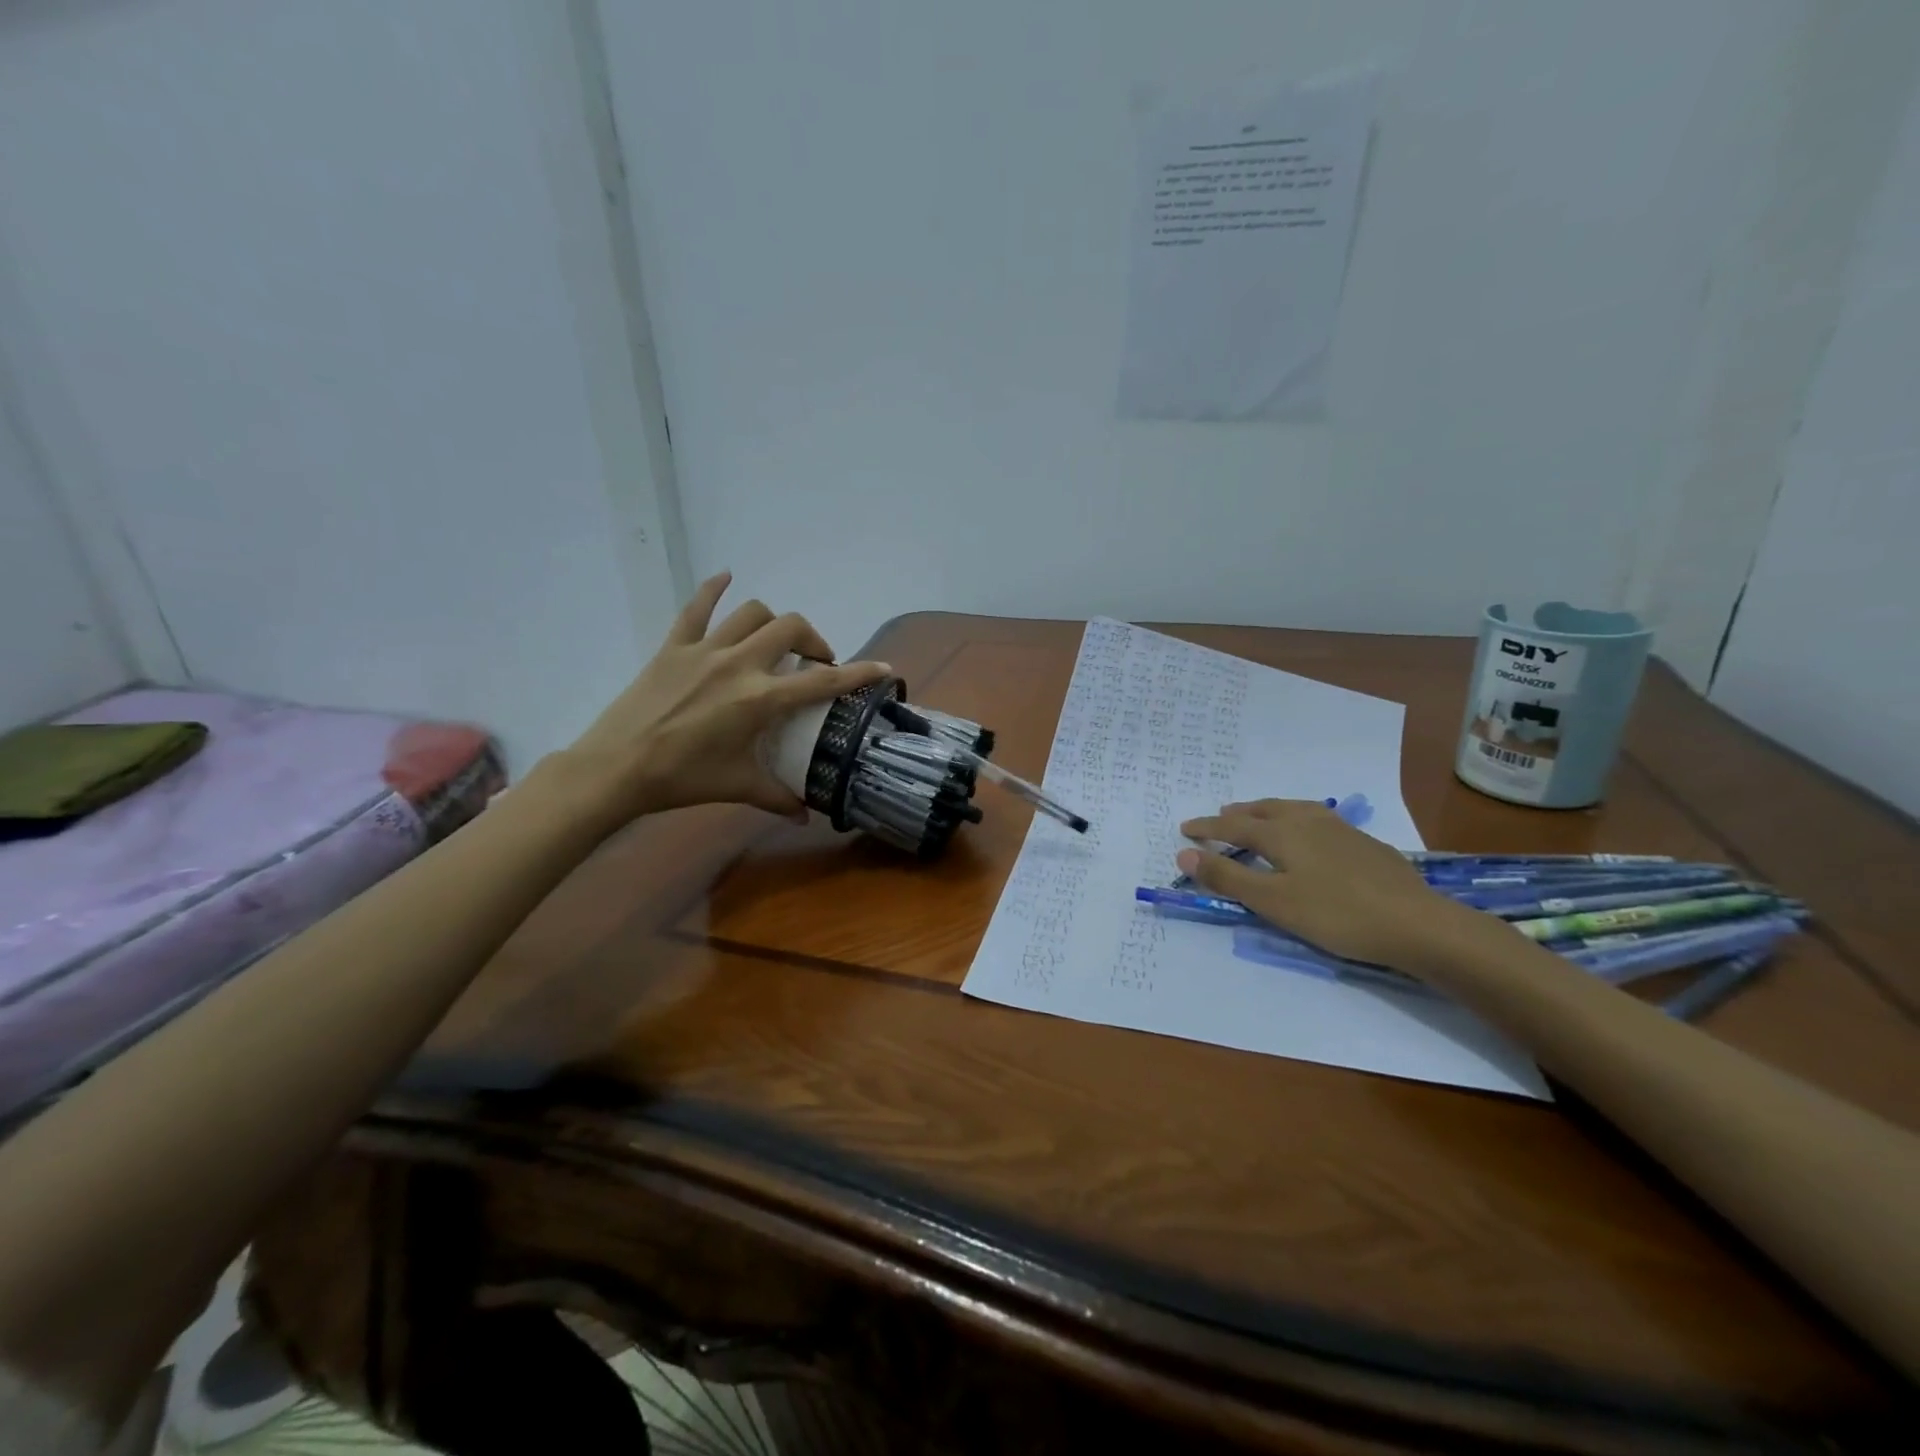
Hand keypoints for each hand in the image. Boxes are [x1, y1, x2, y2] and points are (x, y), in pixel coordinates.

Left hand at [554, 572, 890, 831]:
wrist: (617, 767)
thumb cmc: (683, 779)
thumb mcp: (738, 787)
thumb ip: (778, 797)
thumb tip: (805, 816)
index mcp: (760, 699)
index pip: (822, 681)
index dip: (858, 673)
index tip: (883, 668)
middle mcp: (739, 664)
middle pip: (792, 628)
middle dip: (813, 640)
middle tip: (815, 662)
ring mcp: (705, 650)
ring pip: (752, 612)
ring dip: (774, 622)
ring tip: (777, 641)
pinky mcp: (674, 646)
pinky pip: (696, 607)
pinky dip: (714, 589)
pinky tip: (726, 577)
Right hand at [1176, 800, 1483, 974]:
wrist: (1417, 924)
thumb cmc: (1336, 915)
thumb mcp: (1273, 902)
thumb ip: (1227, 877)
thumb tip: (1184, 854)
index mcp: (1282, 833)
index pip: (1233, 825)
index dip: (1207, 827)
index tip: (1185, 829)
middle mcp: (1308, 821)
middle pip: (1264, 810)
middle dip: (1238, 813)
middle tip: (1220, 817)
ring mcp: (1340, 829)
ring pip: (1294, 809)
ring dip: (1268, 811)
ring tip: (1260, 817)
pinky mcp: (1365, 843)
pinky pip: (1317, 819)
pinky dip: (1296, 820)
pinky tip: (1309, 836)